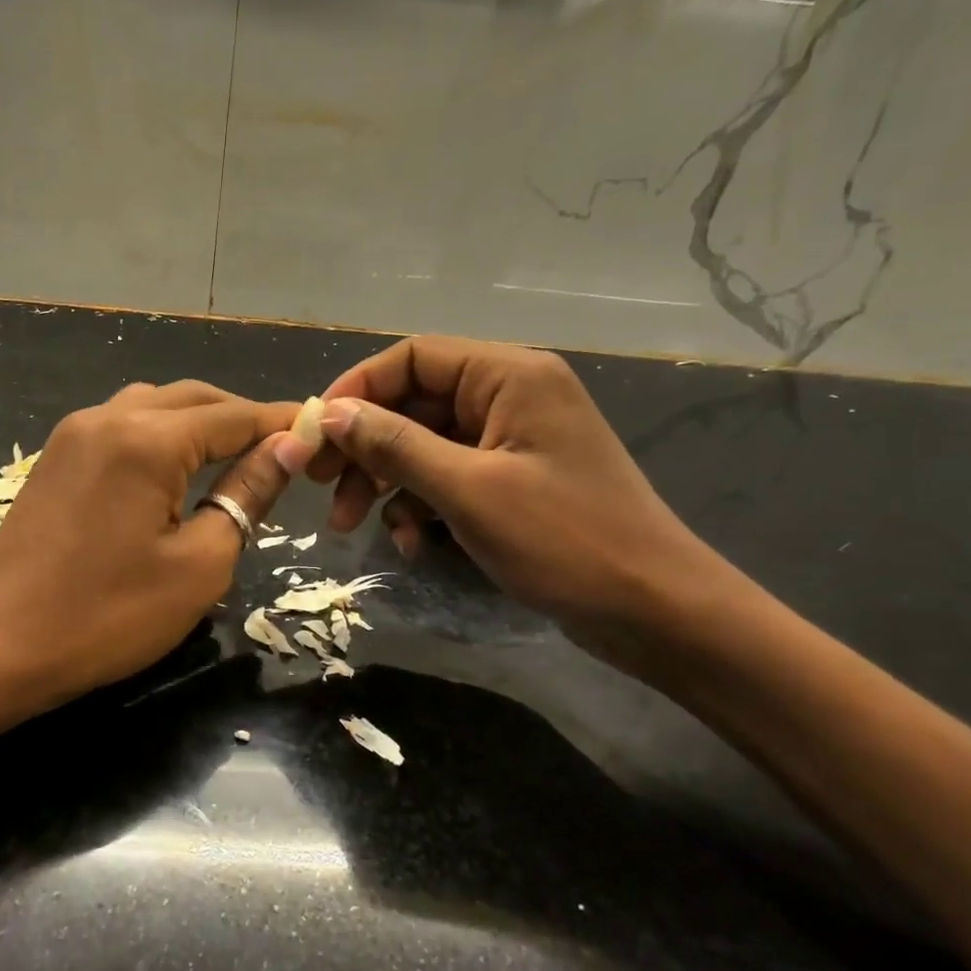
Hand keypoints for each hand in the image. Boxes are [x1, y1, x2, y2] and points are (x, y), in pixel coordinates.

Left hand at [0, 381, 299, 708]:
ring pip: (154, 405)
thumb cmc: (107, 616)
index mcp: (147, 439)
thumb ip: (246, 494)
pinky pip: (121, 424)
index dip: (281, 422)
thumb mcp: (198, 564)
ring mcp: (74, 434)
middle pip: (194, 399)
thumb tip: (287, 448)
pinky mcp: (55, 457)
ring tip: (234, 458)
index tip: (322, 431)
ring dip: (199, 422)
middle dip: (242, 417)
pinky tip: (176, 469)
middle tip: (283, 450)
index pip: (234, 416)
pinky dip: (161, 434)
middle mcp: (108, 417)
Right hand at [279, 337, 730, 639]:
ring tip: (350, 526)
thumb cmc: (565, 541)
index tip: (315, 434)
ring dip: (383, 482)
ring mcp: (511, 440)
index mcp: (508, 375)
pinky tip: (409, 543)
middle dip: (363, 446)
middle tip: (318, 486)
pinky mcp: (511, 480)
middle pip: (412, 402)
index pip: (412, 357)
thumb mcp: (467, 491)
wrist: (655, 612)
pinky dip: (419, 504)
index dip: (356, 389)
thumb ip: (394, 445)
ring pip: (423, 444)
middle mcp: (509, 395)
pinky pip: (447, 476)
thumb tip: (331, 414)